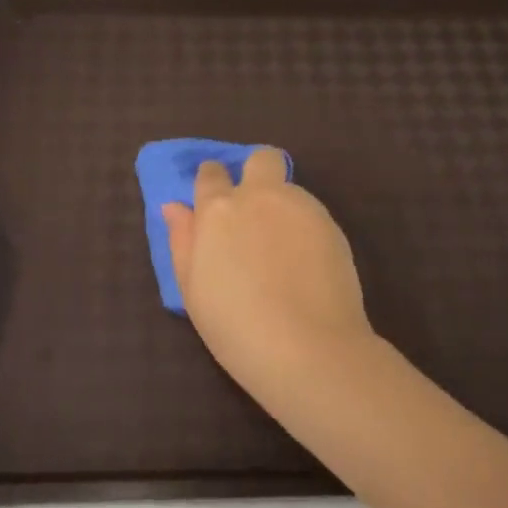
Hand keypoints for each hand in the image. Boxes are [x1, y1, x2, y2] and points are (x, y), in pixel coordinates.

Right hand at [162, 149, 375, 402]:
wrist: (308, 348)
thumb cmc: (235, 326)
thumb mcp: (193, 289)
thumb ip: (182, 241)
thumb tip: (174, 208)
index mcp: (219, 210)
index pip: (211, 174)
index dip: (212, 183)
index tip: (215, 203)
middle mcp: (261, 197)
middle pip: (262, 159)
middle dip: (256, 172)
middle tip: (254, 211)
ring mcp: (302, 208)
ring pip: (290, 189)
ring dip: (282, 206)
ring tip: (282, 253)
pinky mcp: (333, 226)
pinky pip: (312, 215)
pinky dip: (304, 229)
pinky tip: (305, 265)